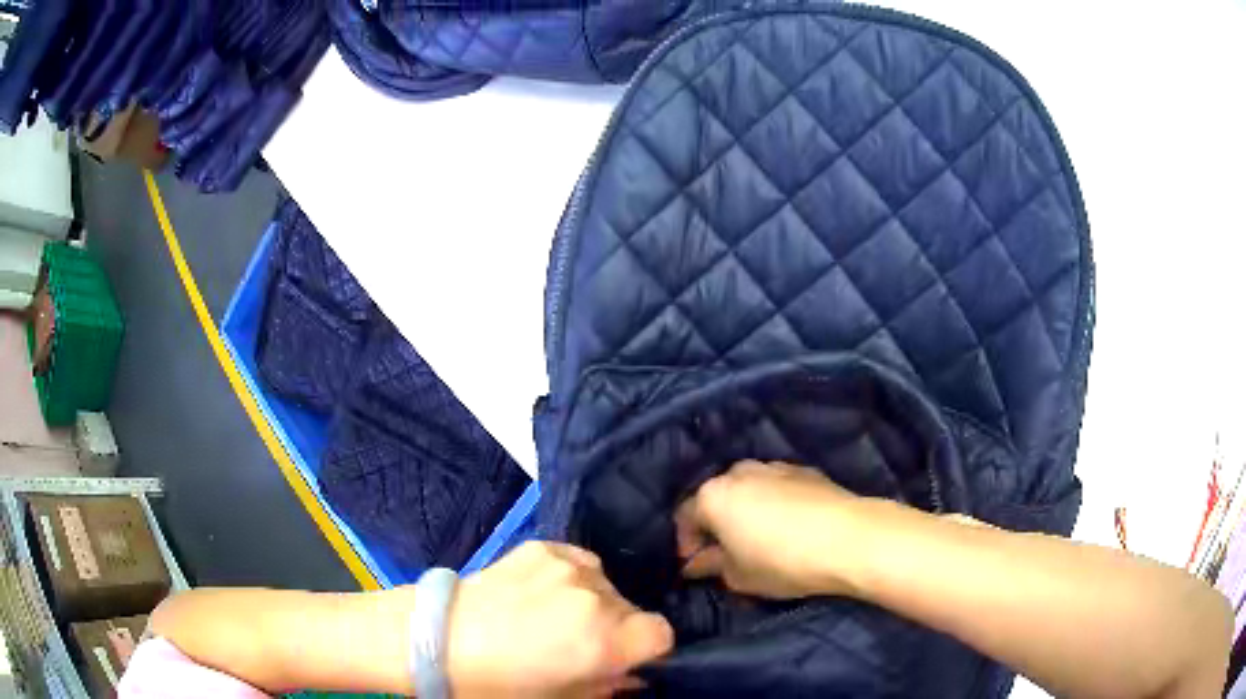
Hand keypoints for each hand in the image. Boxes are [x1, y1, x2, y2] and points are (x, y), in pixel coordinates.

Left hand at [447, 542, 674, 697]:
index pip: (662, 633)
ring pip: (607, 585)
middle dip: (617, 629)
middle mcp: (596, 597)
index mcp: (606, 640)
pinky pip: (579, 562)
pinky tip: (541, 593)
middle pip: (633, 609)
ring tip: (554, 617)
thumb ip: (607, 686)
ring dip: (594, 602)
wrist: (436, 640)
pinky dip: (571, 579)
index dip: (647, 650)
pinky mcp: (542, 547)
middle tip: (580, 645)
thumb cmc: (499, 684)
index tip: (624, 659)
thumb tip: (629, 675)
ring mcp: (568, 567)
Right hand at [676, 460, 864, 598]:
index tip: (696, 566)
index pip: (684, 516)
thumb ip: (710, 566)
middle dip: (716, 524)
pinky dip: (772, 503)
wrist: (850, 538)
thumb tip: (695, 564)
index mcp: (713, 495)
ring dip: (744, 511)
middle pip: (716, 497)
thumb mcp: (739, 576)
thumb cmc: (783, 561)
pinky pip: (775, 487)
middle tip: (725, 553)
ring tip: (758, 539)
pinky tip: (787, 526)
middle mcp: (739, 472)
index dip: (686, 544)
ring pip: (747, 489)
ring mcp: (774, 466)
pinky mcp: (804, 470)